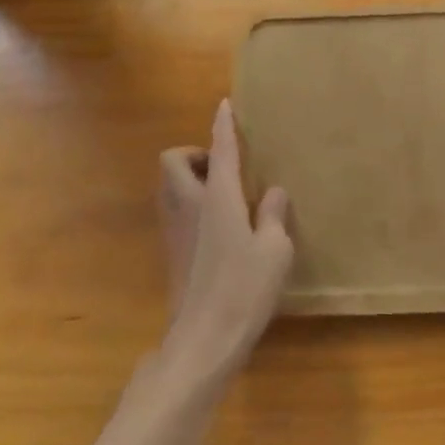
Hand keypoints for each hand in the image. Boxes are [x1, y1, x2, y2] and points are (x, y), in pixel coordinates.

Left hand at [156, 100, 293, 382]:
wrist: (203, 339)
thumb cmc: (244, 289)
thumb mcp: (275, 250)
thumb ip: (275, 215)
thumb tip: (274, 192)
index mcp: (217, 197)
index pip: (220, 149)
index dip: (223, 125)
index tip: (224, 105)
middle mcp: (189, 204)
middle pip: (172, 160)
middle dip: (193, 154)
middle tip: (222, 169)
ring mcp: (174, 228)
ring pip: (169, 185)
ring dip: (189, 179)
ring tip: (224, 197)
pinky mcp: (170, 251)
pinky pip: (174, 210)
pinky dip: (190, 204)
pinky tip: (218, 228)